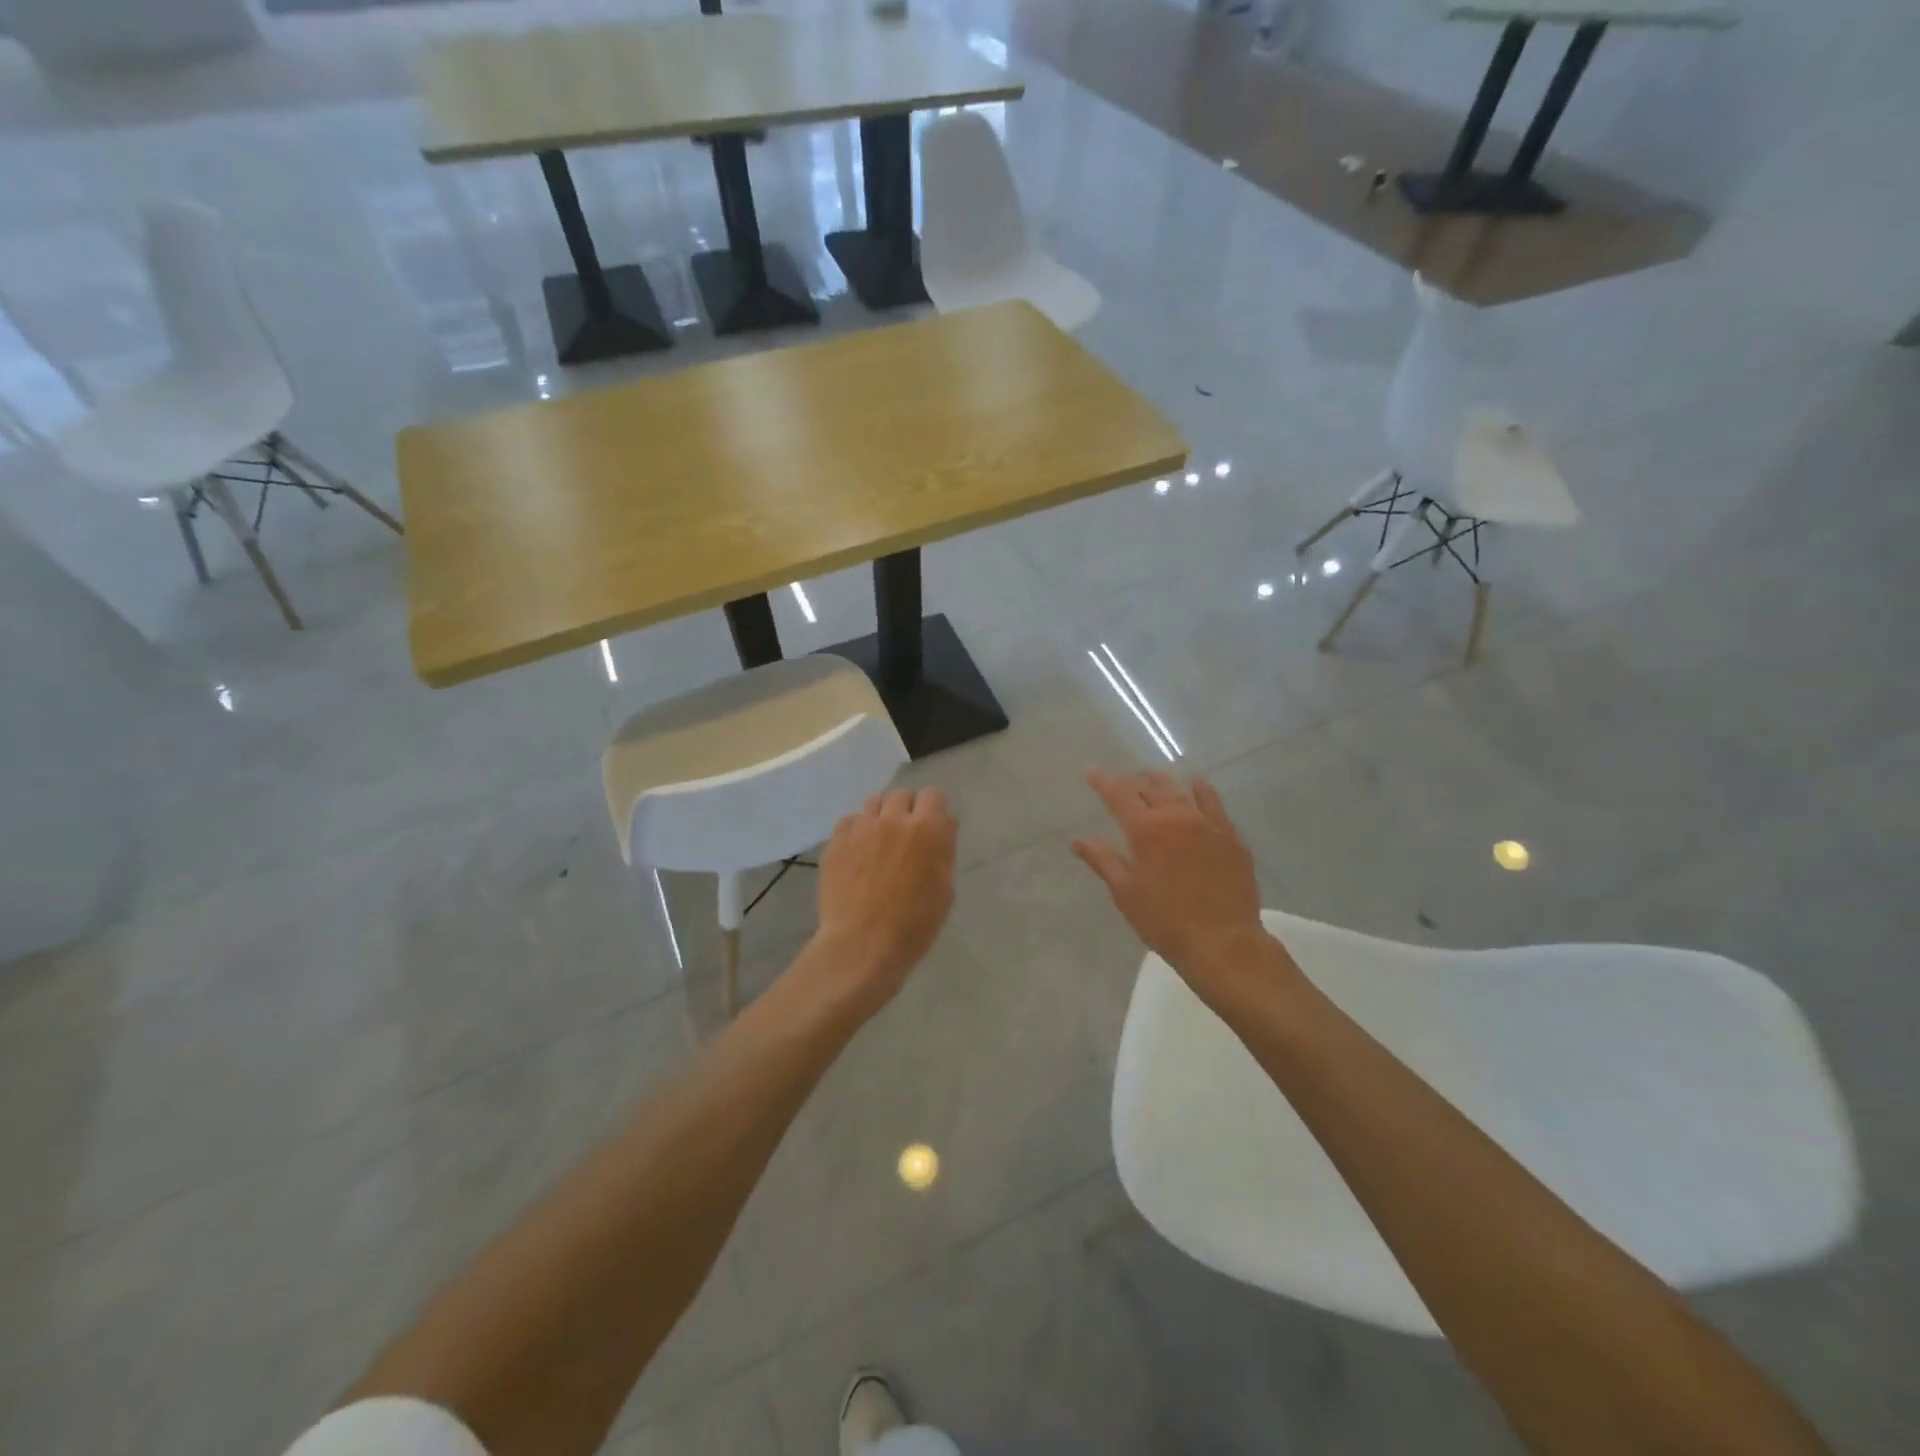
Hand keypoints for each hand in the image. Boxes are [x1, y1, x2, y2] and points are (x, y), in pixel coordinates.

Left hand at [809, 787, 957, 1010]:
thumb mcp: (944, 890)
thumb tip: (943, 826)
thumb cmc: (914, 925)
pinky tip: (859, 851)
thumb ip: (944, 851)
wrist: (862, 945)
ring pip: (874, 802)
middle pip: (902, 794)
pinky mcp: (836, 842)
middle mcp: (893, 819)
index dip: (935, 808)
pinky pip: (849, 821)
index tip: (934, 825)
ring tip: (881, 838)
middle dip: (908, 808)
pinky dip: (857, 829)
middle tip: (908, 833)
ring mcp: (861, 828)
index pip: (934, 794)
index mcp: (926, 829)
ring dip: (882, 814)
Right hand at [1073, 770, 1276, 993]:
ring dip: (1163, 783)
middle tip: (1123, 782)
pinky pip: (1213, 802)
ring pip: (1181, 790)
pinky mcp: (1231, 836)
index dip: (1103, 782)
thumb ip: (1103, 860)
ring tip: (1154, 779)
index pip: (1119, 795)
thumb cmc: (1164, 921)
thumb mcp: (1125, 892)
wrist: (1222, 942)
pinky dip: (1200, 791)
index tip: (1092, 771)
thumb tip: (1078, 840)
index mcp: (1146, 830)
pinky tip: (1196, 786)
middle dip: (1133, 781)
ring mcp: (1208, 823)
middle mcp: (1177, 816)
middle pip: (1151, 787)